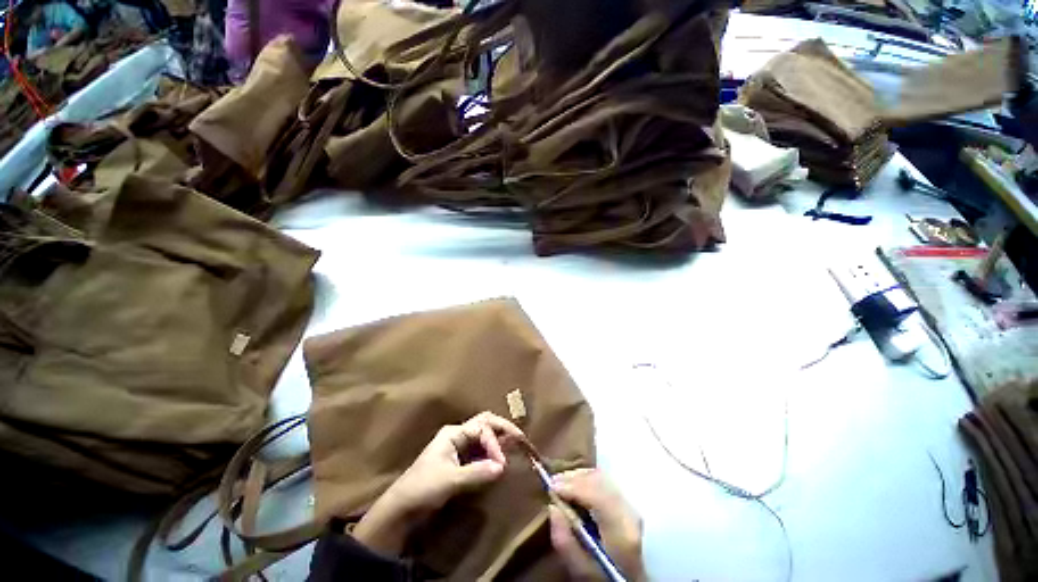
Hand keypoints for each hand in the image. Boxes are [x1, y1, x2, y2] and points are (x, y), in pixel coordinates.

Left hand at [353, 412, 524, 554]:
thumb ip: (477, 472)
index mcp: (454, 433)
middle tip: (521, 439)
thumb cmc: (423, 489)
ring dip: (499, 440)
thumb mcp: (450, 481)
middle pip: (485, 424)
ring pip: (484, 436)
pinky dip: (493, 452)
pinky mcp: (460, 461)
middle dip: (503, 429)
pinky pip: (481, 451)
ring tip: (516, 446)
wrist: (401, 510)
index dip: (495, 443)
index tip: (502, 464)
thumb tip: (503, 466)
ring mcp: (459, 447)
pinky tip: (501, 459)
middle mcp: (458, 435)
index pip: (483, 428)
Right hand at [549, 469, 645, 581]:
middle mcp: (630, 513)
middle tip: (552, 482)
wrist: (628, 578)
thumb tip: (553, 507)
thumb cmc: (603, 576)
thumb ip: (566, 543)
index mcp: (622, 532)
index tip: (552, 487)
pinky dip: (587, 478)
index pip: (598, 497)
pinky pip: (605, 481)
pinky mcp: (628, 501)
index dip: (574, 487)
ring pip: (602, 477)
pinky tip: (575, 484)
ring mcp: (631, 505)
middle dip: (574, 478)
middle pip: (600, 482)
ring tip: (561, 482)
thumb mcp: (581, 569)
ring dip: (579, 476)